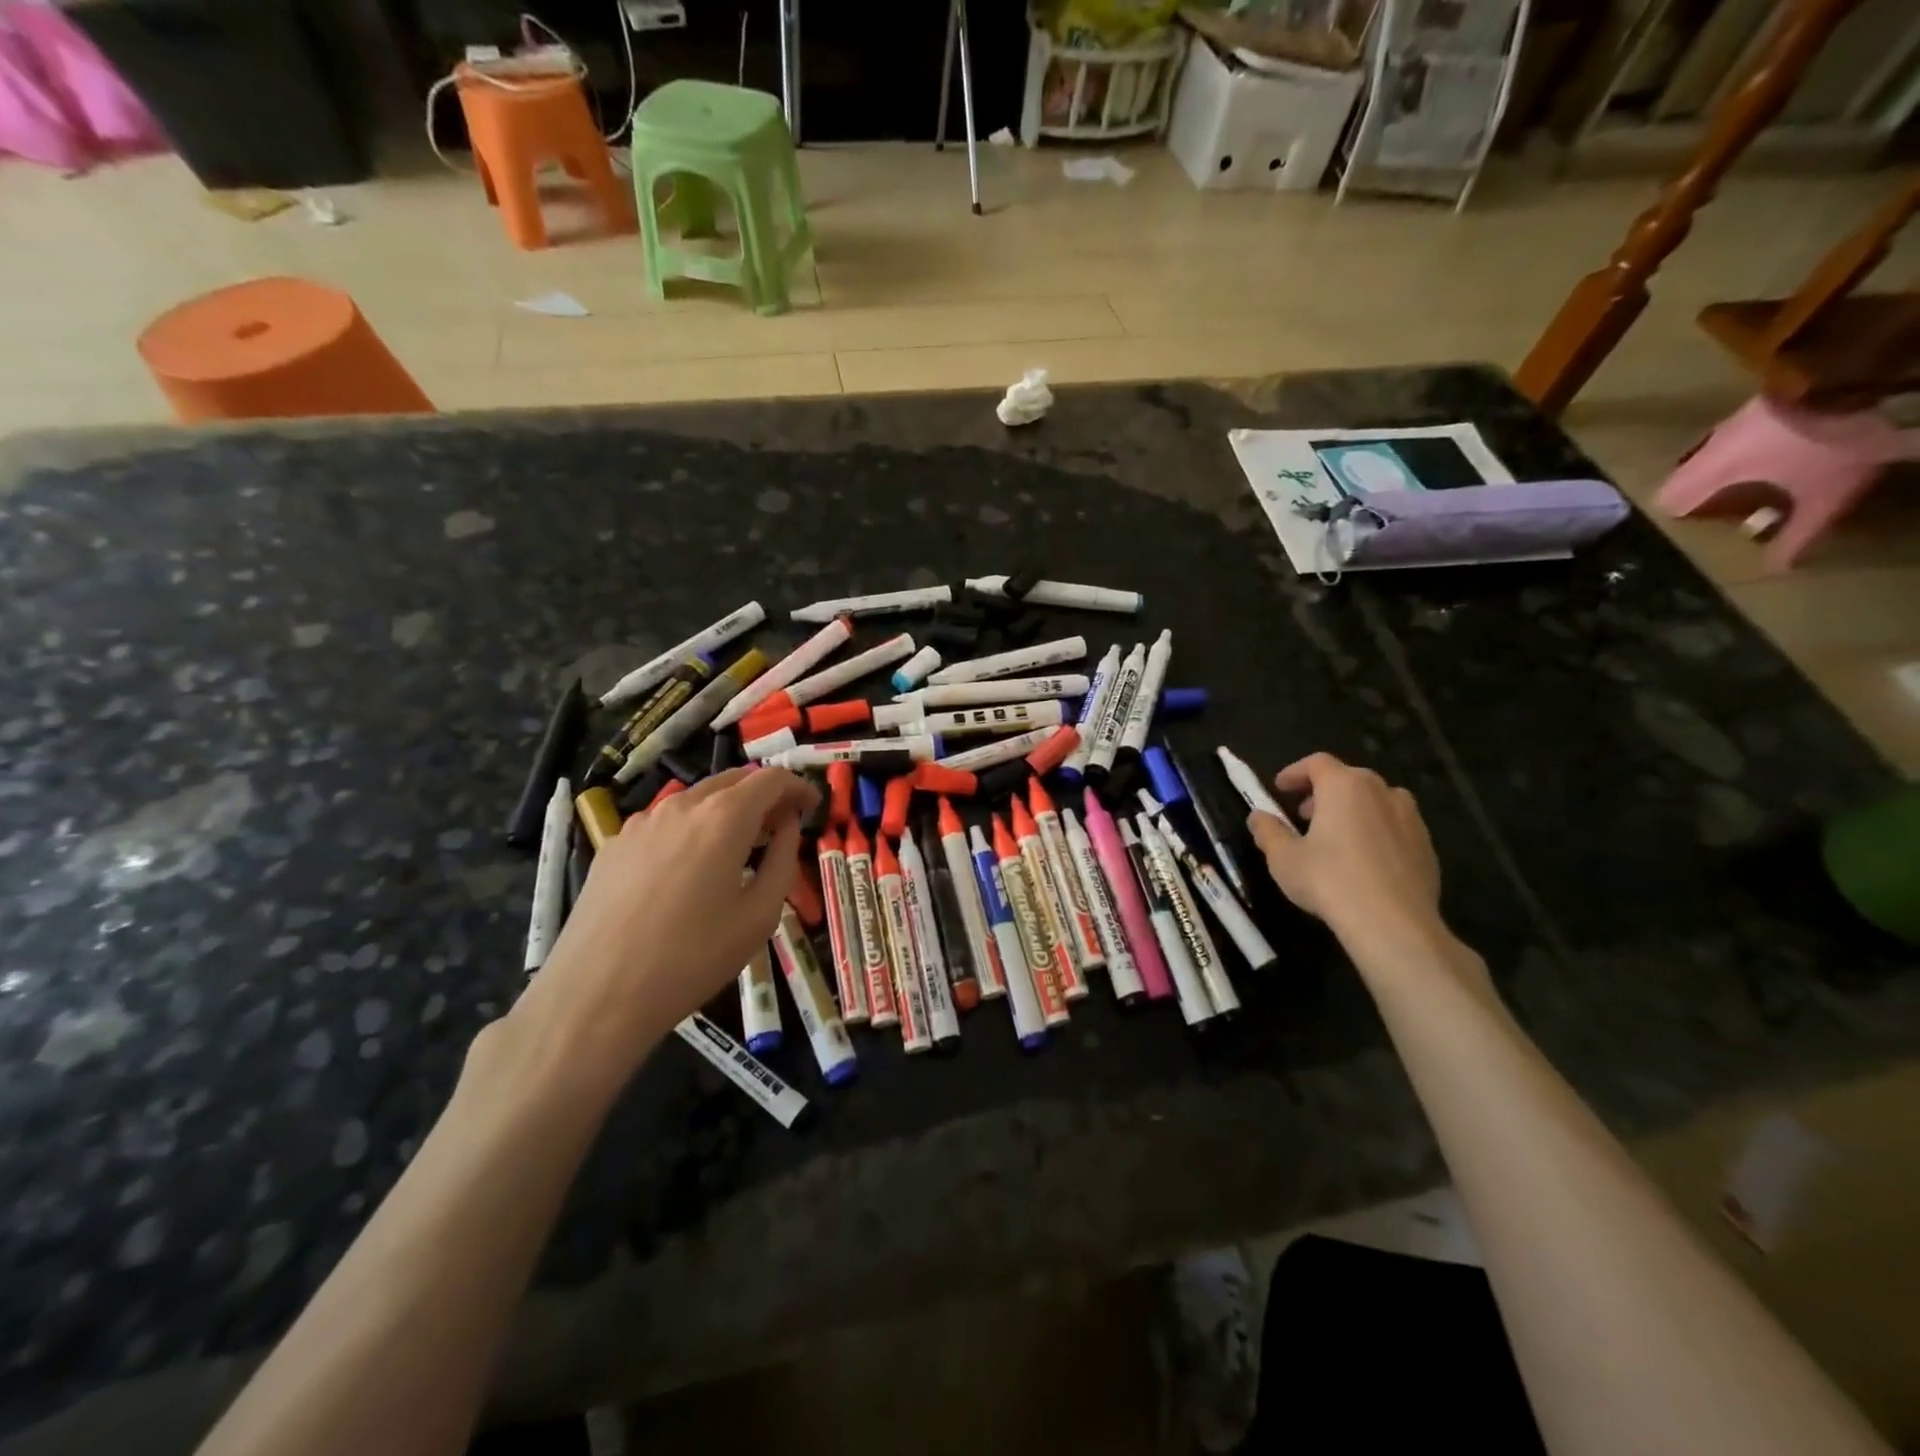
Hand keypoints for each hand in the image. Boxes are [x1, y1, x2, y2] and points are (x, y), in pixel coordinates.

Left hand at [510, 767, 818, 1089]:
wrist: (596, 994)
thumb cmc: (692, 958)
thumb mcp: (759, 915)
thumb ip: (783, 860)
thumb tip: (787, 826)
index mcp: (724, 817)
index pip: (771, 778)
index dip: (798, 786)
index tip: (813, 806)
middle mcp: (682, 805)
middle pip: (733, 779)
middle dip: (764, 794)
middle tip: (783, 825)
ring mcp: (642, 822)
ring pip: (697, 798)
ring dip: (728, 809)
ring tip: (740, 847)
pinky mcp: (615, 844)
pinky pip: (666, 821)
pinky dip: (694, 828)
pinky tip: (692, 868)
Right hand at [1246, 753, 1443, 955]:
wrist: (1393, 923)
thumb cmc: (1329, 880)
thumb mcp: (1283, 858)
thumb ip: (1268, 831)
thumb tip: (1257, 817)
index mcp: (1344, 786)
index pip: (1317, 763)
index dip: (1295, 773)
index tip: (1279, 789)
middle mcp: (1381, 792)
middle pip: (1349, 778)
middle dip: (1323, 792)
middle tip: (1304, 815)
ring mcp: (1410, 818)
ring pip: (1377, 801)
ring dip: (1353, 810)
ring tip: (1336, 837)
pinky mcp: (1427, 846)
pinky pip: (1396, 827)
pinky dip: (1377, 832)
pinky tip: (1364, 862)